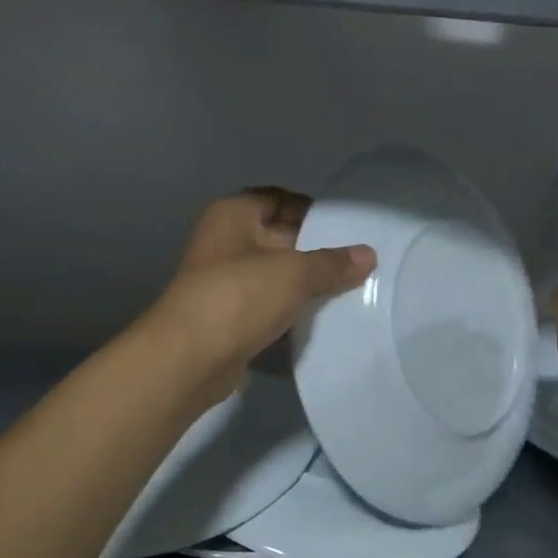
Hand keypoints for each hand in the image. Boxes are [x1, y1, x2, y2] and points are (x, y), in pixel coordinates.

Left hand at [150, 189, 374, 404]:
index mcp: (233, 215)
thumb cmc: (238, 296)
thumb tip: (368, 255)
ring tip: (351, 290)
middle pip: (280, 237)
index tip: (347, 229)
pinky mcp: (230, 317)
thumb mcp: (293, 273)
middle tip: (359, 263)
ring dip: (306, 285)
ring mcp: (226, 282)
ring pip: (276, 275)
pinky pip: (269, 306)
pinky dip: (292, 311)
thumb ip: (331, 263)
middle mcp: (226, 242)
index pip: (278, 199)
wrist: (189, 358)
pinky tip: (324, 319)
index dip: (311, 210)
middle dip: (316, 250)